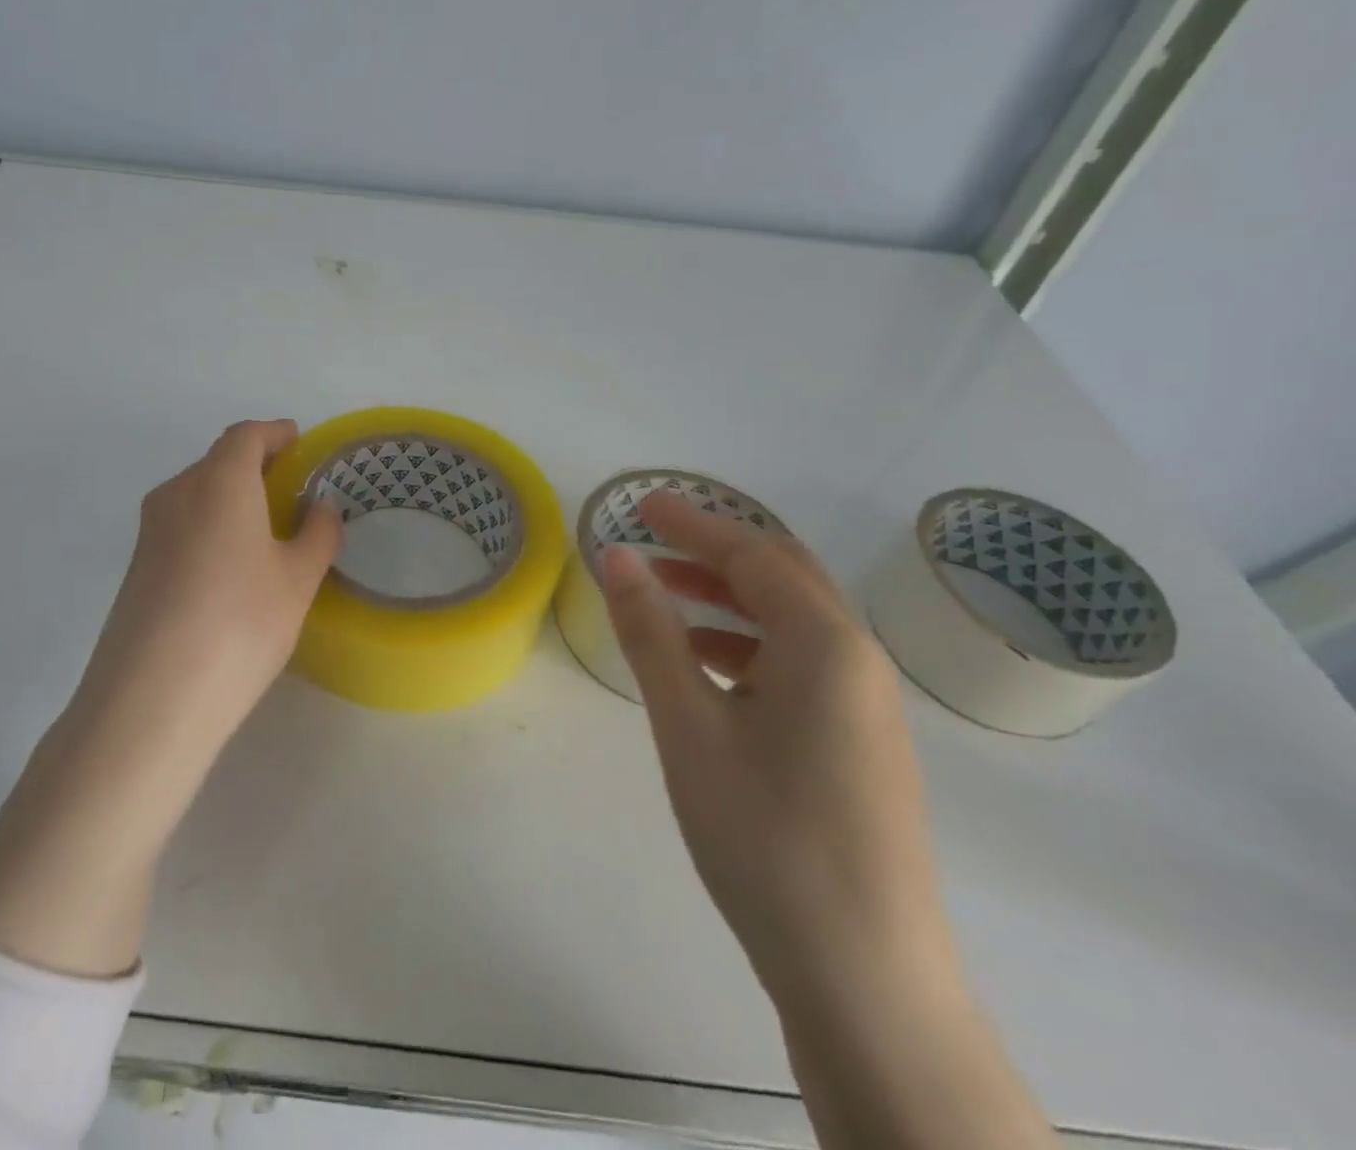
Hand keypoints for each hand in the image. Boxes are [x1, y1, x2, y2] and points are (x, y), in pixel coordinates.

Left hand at [76, 418, 342, 758]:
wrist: (151, 698)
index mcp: (219, 482)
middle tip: (292, 489)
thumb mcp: (297, 580)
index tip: (299, 442)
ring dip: (232, 497)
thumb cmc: (240, 623)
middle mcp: (177, 493)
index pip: (246, 436)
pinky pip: (181, 525)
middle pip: (218, 462)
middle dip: (255, 465)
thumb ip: (317, 534)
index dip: (274, 433)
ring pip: (197, 494)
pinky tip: (232, 565)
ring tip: (267, 528)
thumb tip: (322, 507)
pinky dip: (211, 525)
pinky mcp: (137, 566)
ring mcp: (149, 530)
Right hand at [600, 493, 945, 999]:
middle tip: (651, 539)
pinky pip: (800, 663)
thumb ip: (652, 633)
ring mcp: (865, 706)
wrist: (866, 980)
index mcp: (826, 643)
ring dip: (729, 597)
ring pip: (792, 622)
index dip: (693, 523)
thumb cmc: (767, 837)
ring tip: (664, 597)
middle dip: (714, 550)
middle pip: (783, 576)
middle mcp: (858, 661)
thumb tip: (617, 556)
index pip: (752, 553)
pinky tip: (705, 668)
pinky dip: (747, 643)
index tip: (640, 504)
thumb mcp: (690, 726)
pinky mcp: (858, 745)